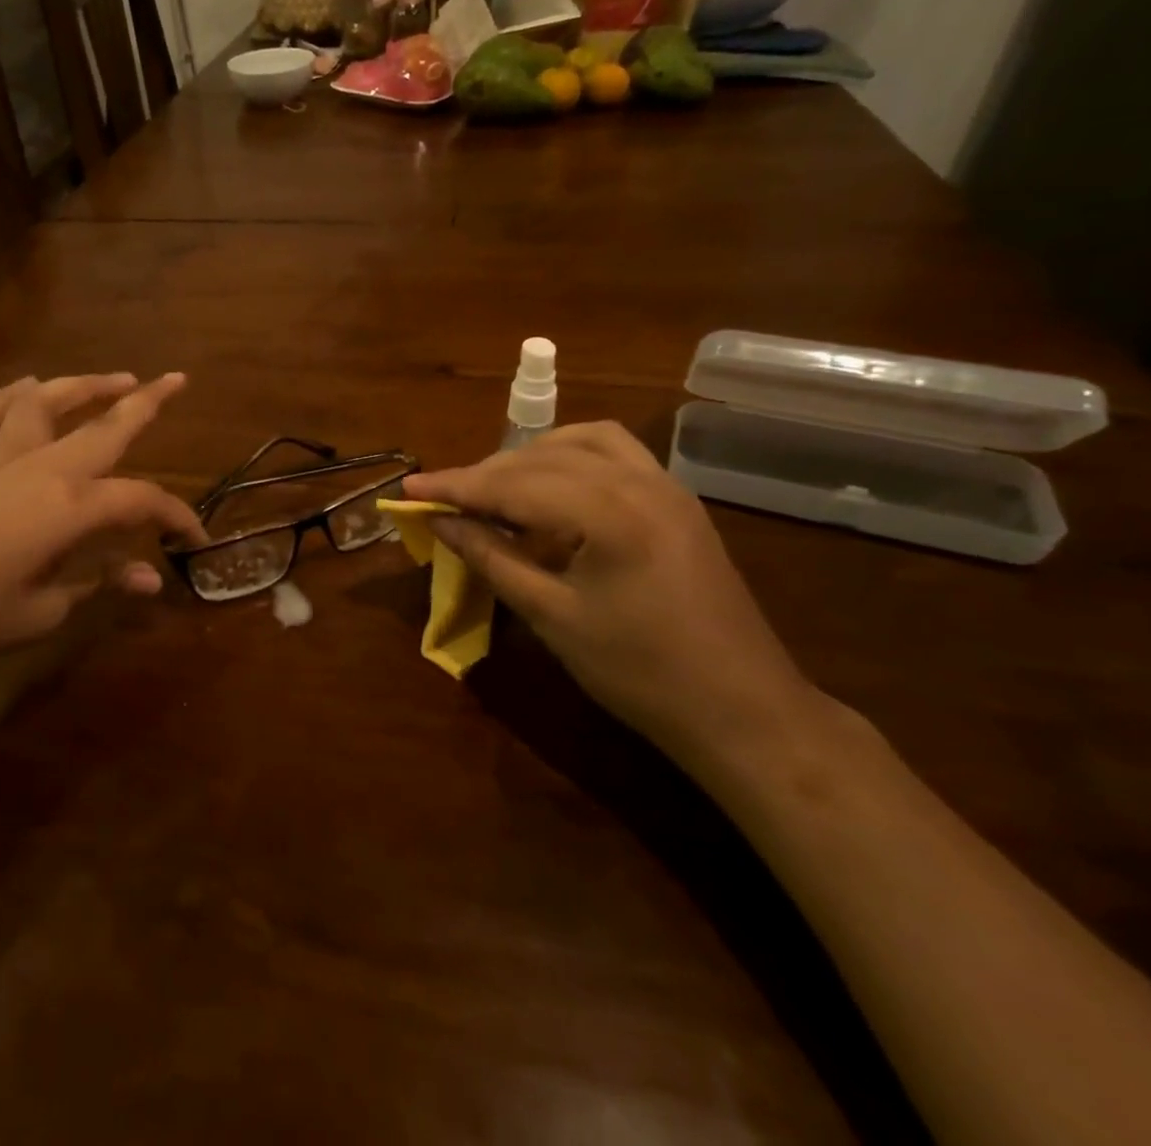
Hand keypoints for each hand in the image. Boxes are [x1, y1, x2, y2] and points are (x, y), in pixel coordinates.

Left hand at [0, 373, 207, 683]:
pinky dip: (9, 398)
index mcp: (71, 507)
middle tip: (177, 380)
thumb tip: (149, 577)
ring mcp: (2, 462)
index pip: (141, 501)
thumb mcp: (45, 610)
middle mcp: (43, 470)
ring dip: (83, 386)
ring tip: (114, 379)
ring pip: (47, 405)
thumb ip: (100, 583)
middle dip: (146, 402)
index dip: (176, 516)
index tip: (196, 538)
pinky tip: (24, 388)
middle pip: (104, 426)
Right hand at [402, 422, 815, 769]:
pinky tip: (552, 487)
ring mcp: (665, 485)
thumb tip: (441, 522)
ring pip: (582, 441)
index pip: (513, 484)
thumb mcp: (552, 617)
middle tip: (444, 500)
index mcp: (608, 512)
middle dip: (487, 473)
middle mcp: (639, 481)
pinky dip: (572, 457)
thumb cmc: (639, 673)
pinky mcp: (677, 499)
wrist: (742, 710)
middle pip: (543, 456)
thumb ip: (491, 558)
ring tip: (496, 487)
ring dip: (531, 455)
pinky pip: (616, 453)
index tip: (409, 489)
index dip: (455, 486)